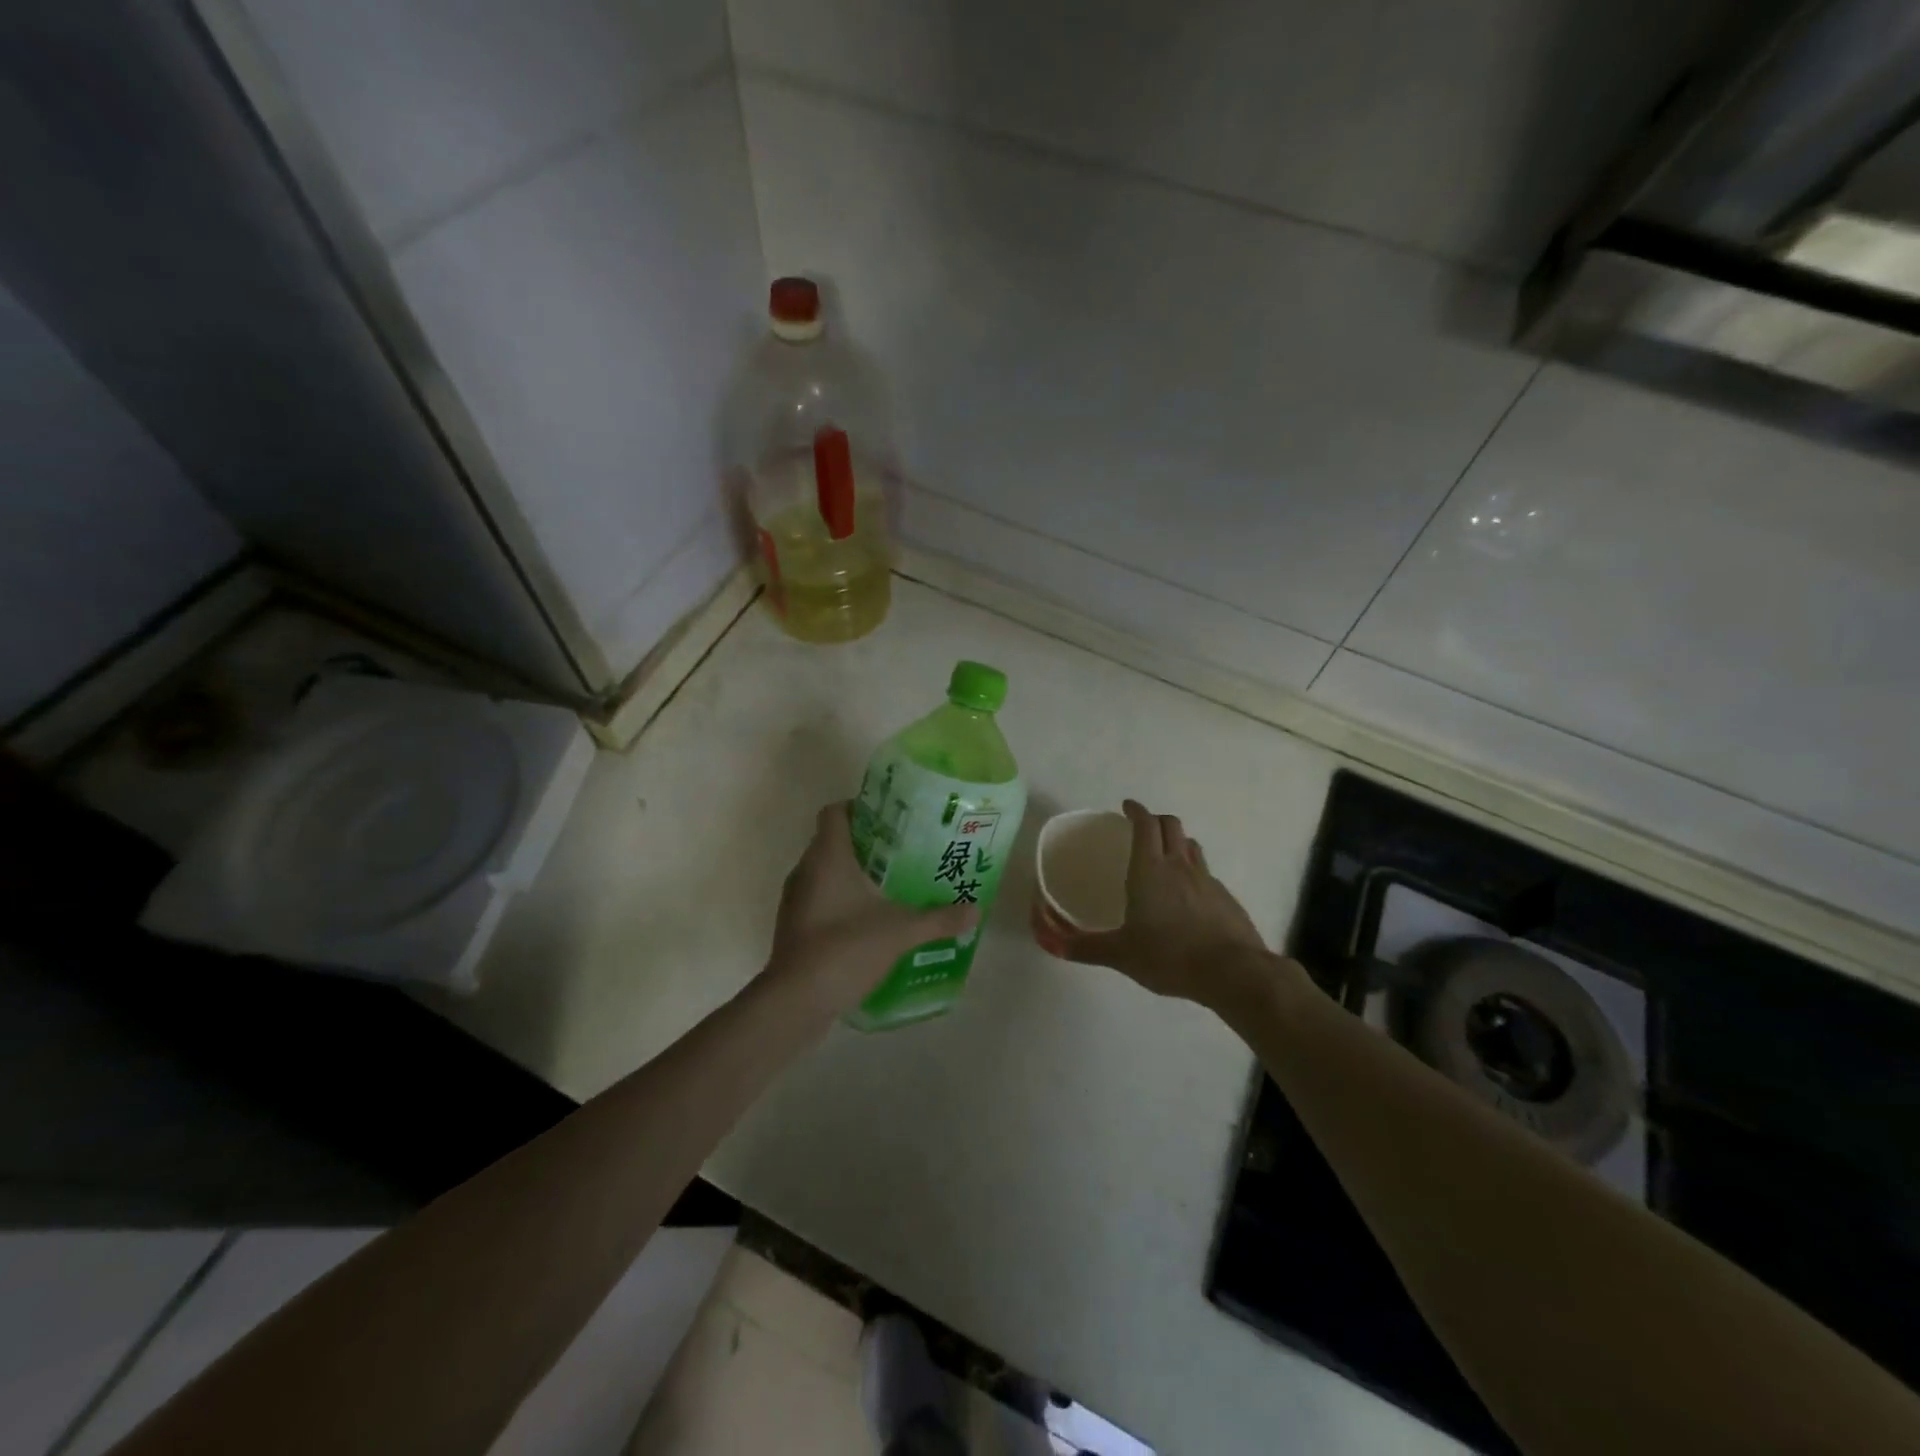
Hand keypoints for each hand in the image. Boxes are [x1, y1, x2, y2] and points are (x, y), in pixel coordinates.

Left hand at [763, 802, 978, 1015]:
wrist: (795, 1001)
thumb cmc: (845, 948)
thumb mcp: (900, 931)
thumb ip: (938, 919)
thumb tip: (974, 911)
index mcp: (827, 856)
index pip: (835, 812)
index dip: (860, 808)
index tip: (891, 819)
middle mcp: (806, 870)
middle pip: (833, 841)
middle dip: (867, 844)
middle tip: (903, 852)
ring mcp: (796, 900)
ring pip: (825, 872)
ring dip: (853, 875)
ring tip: (891, 886)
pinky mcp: (794, 927)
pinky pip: (820, 900)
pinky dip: (841, 902)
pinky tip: (869, 921)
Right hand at [1034, 799, 1287, 1012]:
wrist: (1234, 972)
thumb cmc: (1169, 956)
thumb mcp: (1120, 955)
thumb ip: (1083, 947)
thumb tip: (1049, 942)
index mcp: (1150, 870)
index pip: (1145, 825)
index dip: (1136, 811)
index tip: (1126, 807)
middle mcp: (1179, 866)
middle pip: (1171, 825)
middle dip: (1155, 820)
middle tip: (1141, 828)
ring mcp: (1207, 880)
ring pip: (1191, 846)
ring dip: (1176, 841)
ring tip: (1164, 855)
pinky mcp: (1226, 898)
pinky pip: (1206, 872)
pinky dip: (1193, 871)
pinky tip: (1187, 896)